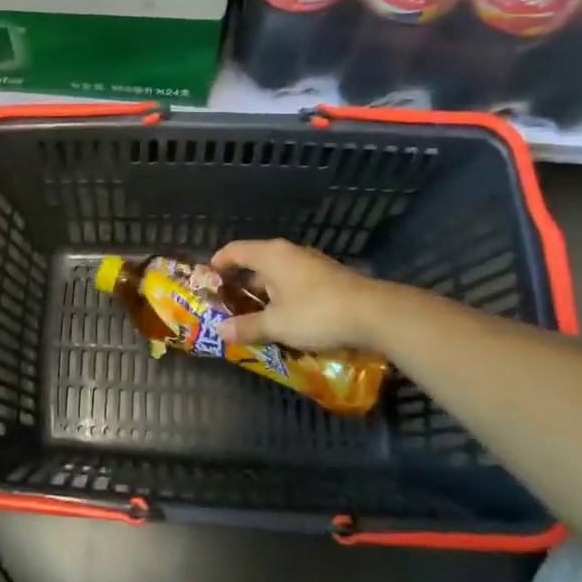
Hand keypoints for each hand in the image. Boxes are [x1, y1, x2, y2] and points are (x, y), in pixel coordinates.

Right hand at [211, 239, 385, 351]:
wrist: (374, 314)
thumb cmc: (316, 313)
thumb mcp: (276, 325)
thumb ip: (246, 327)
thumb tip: (220, 331)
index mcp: (270, 255)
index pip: (233, 250)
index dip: (217, 265)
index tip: (207, 283)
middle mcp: (288, 253)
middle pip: (254, 263)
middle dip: (239, 285)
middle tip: (227, 307)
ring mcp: (310, 264)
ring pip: (276, 275)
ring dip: (262, 294)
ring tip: (252, 318)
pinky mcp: (327, 278)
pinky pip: (294, 283)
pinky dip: (282, 298)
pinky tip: (283, 320)